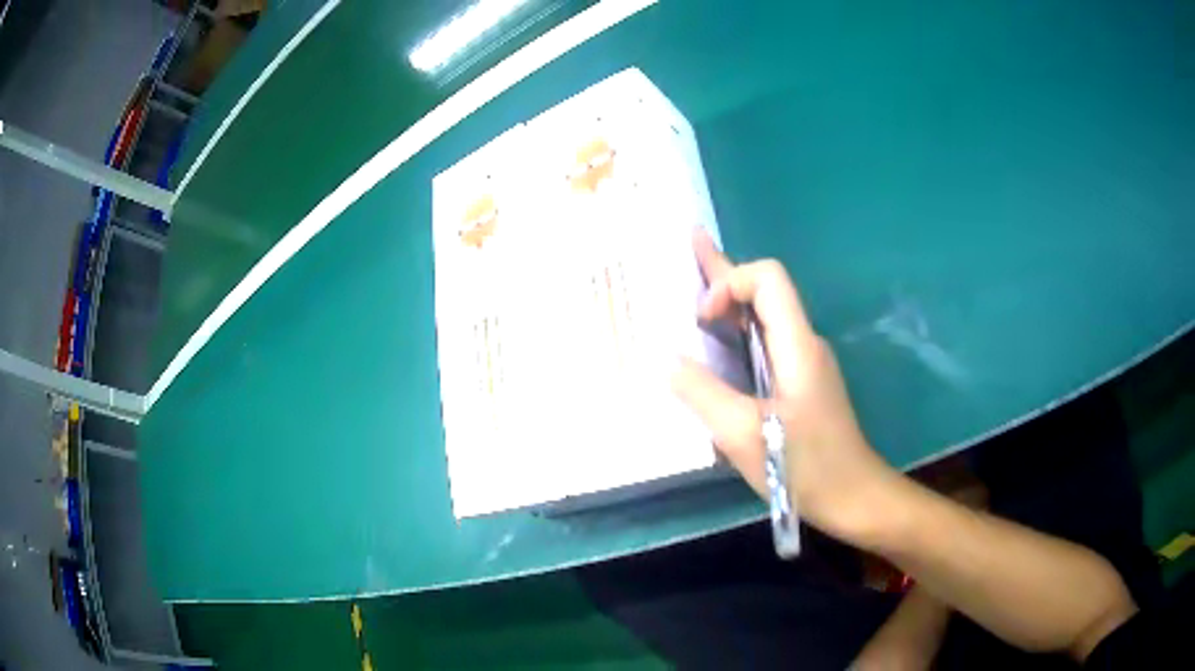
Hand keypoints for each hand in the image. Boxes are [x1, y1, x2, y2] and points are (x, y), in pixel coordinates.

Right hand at [672, 229, 896, 542]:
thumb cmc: (804, 467)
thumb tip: (664, 359)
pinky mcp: (803, 385)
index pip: (767, 278)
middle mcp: (804, 344)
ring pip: (765, 318)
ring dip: (730, 303)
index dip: (729, 282)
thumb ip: (702, 393)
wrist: (854, 497)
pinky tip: (719, 347)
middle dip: (723, 272)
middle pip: (765, 291)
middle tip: (689, 245)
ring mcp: (806, 364)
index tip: (702, 320)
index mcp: (797, 345)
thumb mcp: (743, 434)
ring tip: (694, 295)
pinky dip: (739, 334)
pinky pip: (767, 344)